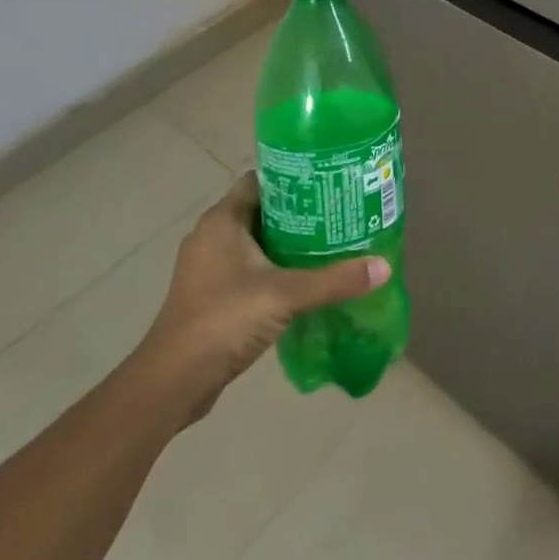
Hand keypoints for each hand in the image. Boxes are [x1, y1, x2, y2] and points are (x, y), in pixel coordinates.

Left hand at [135, 173, 387, 421]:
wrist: (174, 382)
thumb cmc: (224, 319)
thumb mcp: (285, 295)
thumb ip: (335, 280)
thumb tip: (384, 266)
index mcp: (222, 220)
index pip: (260, 181)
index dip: (293, 177)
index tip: (329, 180)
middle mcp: (212, 236)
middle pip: (262, 210)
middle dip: (300, 211)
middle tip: (339, 212)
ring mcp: (208, 268)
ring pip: (256, 242)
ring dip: (288, 243)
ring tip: (331, 243)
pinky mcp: (212, 295)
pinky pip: (249, 268)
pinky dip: (275, 268)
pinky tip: (306, 279)